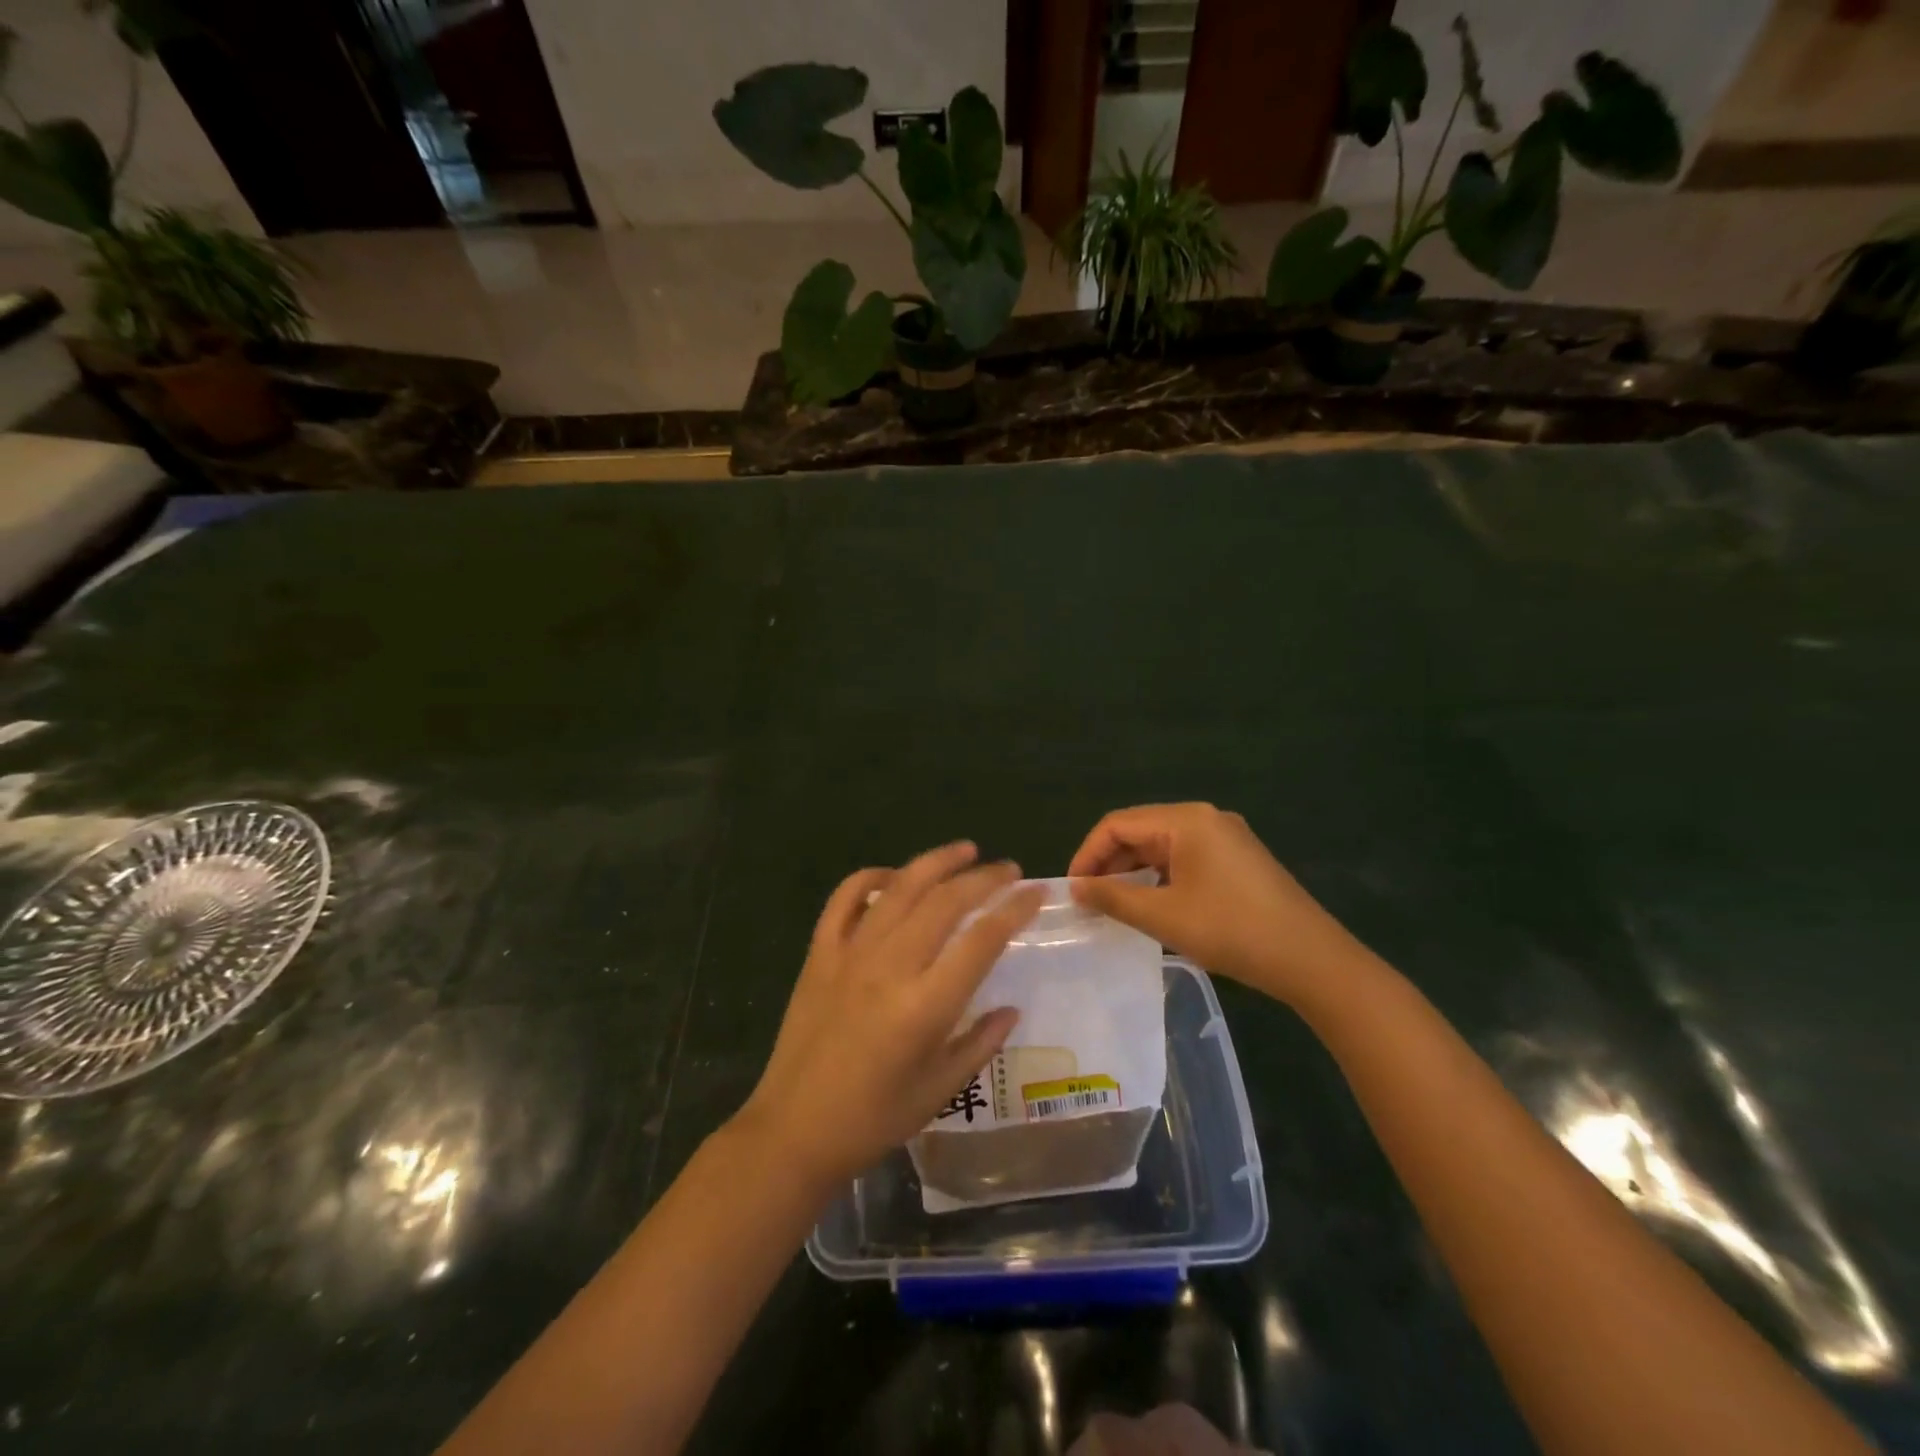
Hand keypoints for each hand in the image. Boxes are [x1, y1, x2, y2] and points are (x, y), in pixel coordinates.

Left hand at [736, 843, 1043, 1190]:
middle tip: (1009, 870)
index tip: (1036, 893)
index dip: (1014, 909)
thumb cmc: (873, 1119)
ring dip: (936, 862)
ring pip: (900, 888)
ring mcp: (850, 954)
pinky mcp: (820, 952)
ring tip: (965, 850)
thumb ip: (980, 1043)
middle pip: (945, 902)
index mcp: (925, 1006)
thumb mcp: (939, 1091)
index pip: (981, 940)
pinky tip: (894, 875)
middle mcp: (890, 967)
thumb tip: (1010, 1009)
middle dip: (984, 878)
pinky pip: (845, 898)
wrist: (793, 1130)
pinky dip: (871, 877)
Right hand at [1069, 803, 1355, 1008]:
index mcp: (1186, 820)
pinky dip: (1160, 877)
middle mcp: (1205, 818)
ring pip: (1162, 846)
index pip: (1118, 824)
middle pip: (1140, 830)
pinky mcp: (1238, 860)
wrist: (1312, 960)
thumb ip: (1113, 897)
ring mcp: (1226, 838)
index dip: (1088, 854)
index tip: (1072, 889)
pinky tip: (1153, 904)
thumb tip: (1074, 887)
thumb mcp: (1163, 916)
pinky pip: (1185, 858)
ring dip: (1134, 871)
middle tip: (1089, 899)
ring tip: (1114, 905)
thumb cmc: (1232, 931)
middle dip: (1109, 863)